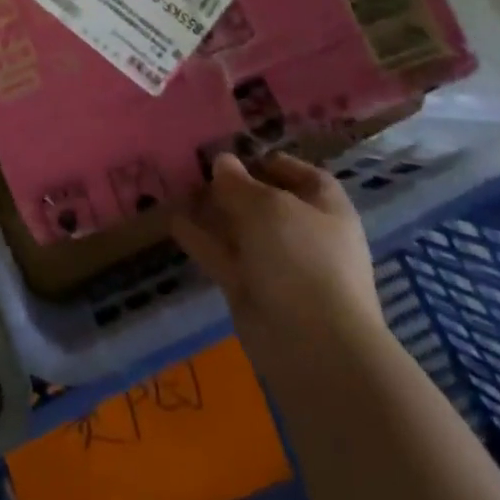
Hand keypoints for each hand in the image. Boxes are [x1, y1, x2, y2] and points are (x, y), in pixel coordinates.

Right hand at [171, 152, 385, 366]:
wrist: (312, 344)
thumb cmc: (301, 258)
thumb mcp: (268, 207)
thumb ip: (238, 183)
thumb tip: (222, 161)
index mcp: (326, 209)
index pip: (304, 177)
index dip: (273, 164)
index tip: (238, 154)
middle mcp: (304, 234)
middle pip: (267, 203)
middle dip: (234, 187)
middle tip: (197, 169)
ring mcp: (277, 265)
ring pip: (240, 230)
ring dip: (213, 212)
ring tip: (179, 189)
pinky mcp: (251, 290)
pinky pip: (223, 256)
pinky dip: (200, 239)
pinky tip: (173, 220)